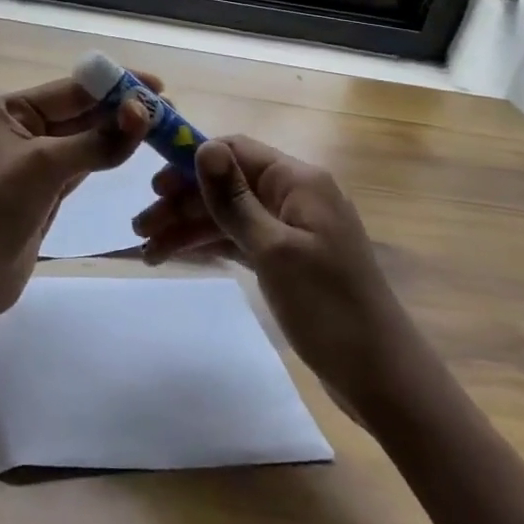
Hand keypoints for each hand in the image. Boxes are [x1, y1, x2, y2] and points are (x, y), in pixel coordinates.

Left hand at [0, 74, 153, 328]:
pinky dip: (108, 156)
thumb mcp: (44, 165)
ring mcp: (34, 161)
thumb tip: (142, 112)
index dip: (114, 85)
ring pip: (85, 139)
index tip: (158, 86)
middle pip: (80, 112)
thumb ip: (96, 140)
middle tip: (168, 111)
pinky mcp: (46, 190)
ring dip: (118, 132)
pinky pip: (84, 164)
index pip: (71, 90)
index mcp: (9, 110)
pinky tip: (133, 149)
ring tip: (160, 126)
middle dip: (121, 109)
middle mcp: (21, 129)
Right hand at [133, 136, 414, 419]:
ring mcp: (290, 229)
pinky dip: (208, 246)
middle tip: (141, 227)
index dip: (191, 161)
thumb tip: (203, 146)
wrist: (382, 378)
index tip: (153, 186)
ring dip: (188, 226)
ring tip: (147, 250)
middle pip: (227, 183)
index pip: (235, 150)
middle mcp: (294, 196)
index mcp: (298, 182)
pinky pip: (238, 239)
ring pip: (228, 214)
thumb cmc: (328, 308)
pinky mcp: (286, 259)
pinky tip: (175, 256)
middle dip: (182, 200)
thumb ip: (234, 199)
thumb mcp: (274, 250)